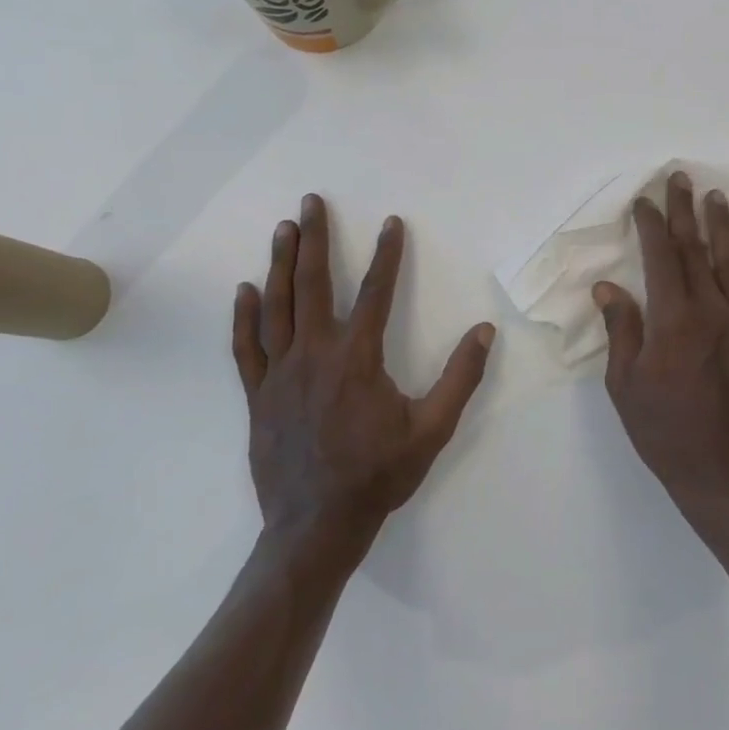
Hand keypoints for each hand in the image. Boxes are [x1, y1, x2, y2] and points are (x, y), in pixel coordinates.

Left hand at [231, 194, 494, 545]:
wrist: (316, 527)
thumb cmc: (378, 475)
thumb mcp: (432, 429)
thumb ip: (460, 377)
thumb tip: (484, 331)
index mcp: (358, 358)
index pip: (376, 292)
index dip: (387, 254)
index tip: (391, 222)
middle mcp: (315, 354)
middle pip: (314, 284)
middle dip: (316, 239)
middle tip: (312, 202)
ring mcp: (280, 374)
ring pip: (277, 306)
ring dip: (281, 264)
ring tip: (283, 229)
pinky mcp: (258, 396)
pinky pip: (247, 348)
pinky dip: (244, 317)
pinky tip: (245, 290)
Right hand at [594, 172, 728, 519]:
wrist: (726, 473)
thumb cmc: (665, 432)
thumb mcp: (625, 386)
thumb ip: (621, 330)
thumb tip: (608, 287)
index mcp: (673, 321)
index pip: (661, 258)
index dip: (650, 226)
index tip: (642, 202)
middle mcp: (712, 311)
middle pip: (696, 249)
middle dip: (684, 211)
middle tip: (680, 178)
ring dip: (721, 227)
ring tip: (715, 198)